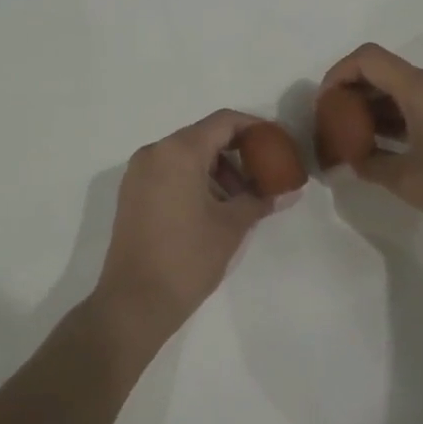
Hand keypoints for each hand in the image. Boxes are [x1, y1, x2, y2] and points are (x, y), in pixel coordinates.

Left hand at [95, 110, 272, 338]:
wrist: (134, 302)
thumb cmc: (187, 258)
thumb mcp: (231, 226)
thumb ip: (261, 199)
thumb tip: (290, 191)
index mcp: (178, 151)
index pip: (223, 122)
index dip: (254, 128)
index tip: (277, 144)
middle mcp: (154, 152)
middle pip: (203, 136)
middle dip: (237, 152)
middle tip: (263, 176)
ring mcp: (138, 172)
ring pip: (186, 154)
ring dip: (217, 169)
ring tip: (240, 200)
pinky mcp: (132, 193)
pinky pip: (169, 171)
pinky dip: (194, 179)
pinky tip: (213, 208)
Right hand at [318, 43, 422, 248]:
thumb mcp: (407, 181)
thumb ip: (370, 163)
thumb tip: (354, 158)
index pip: (368, 59)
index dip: (338, 73)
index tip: (325, 102)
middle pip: (386, 70)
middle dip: (355, 92)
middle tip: (336, 123)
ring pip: (405, 86)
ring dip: (378, 105)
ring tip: (358, 137)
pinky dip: (401, 113)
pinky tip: (389, 143)